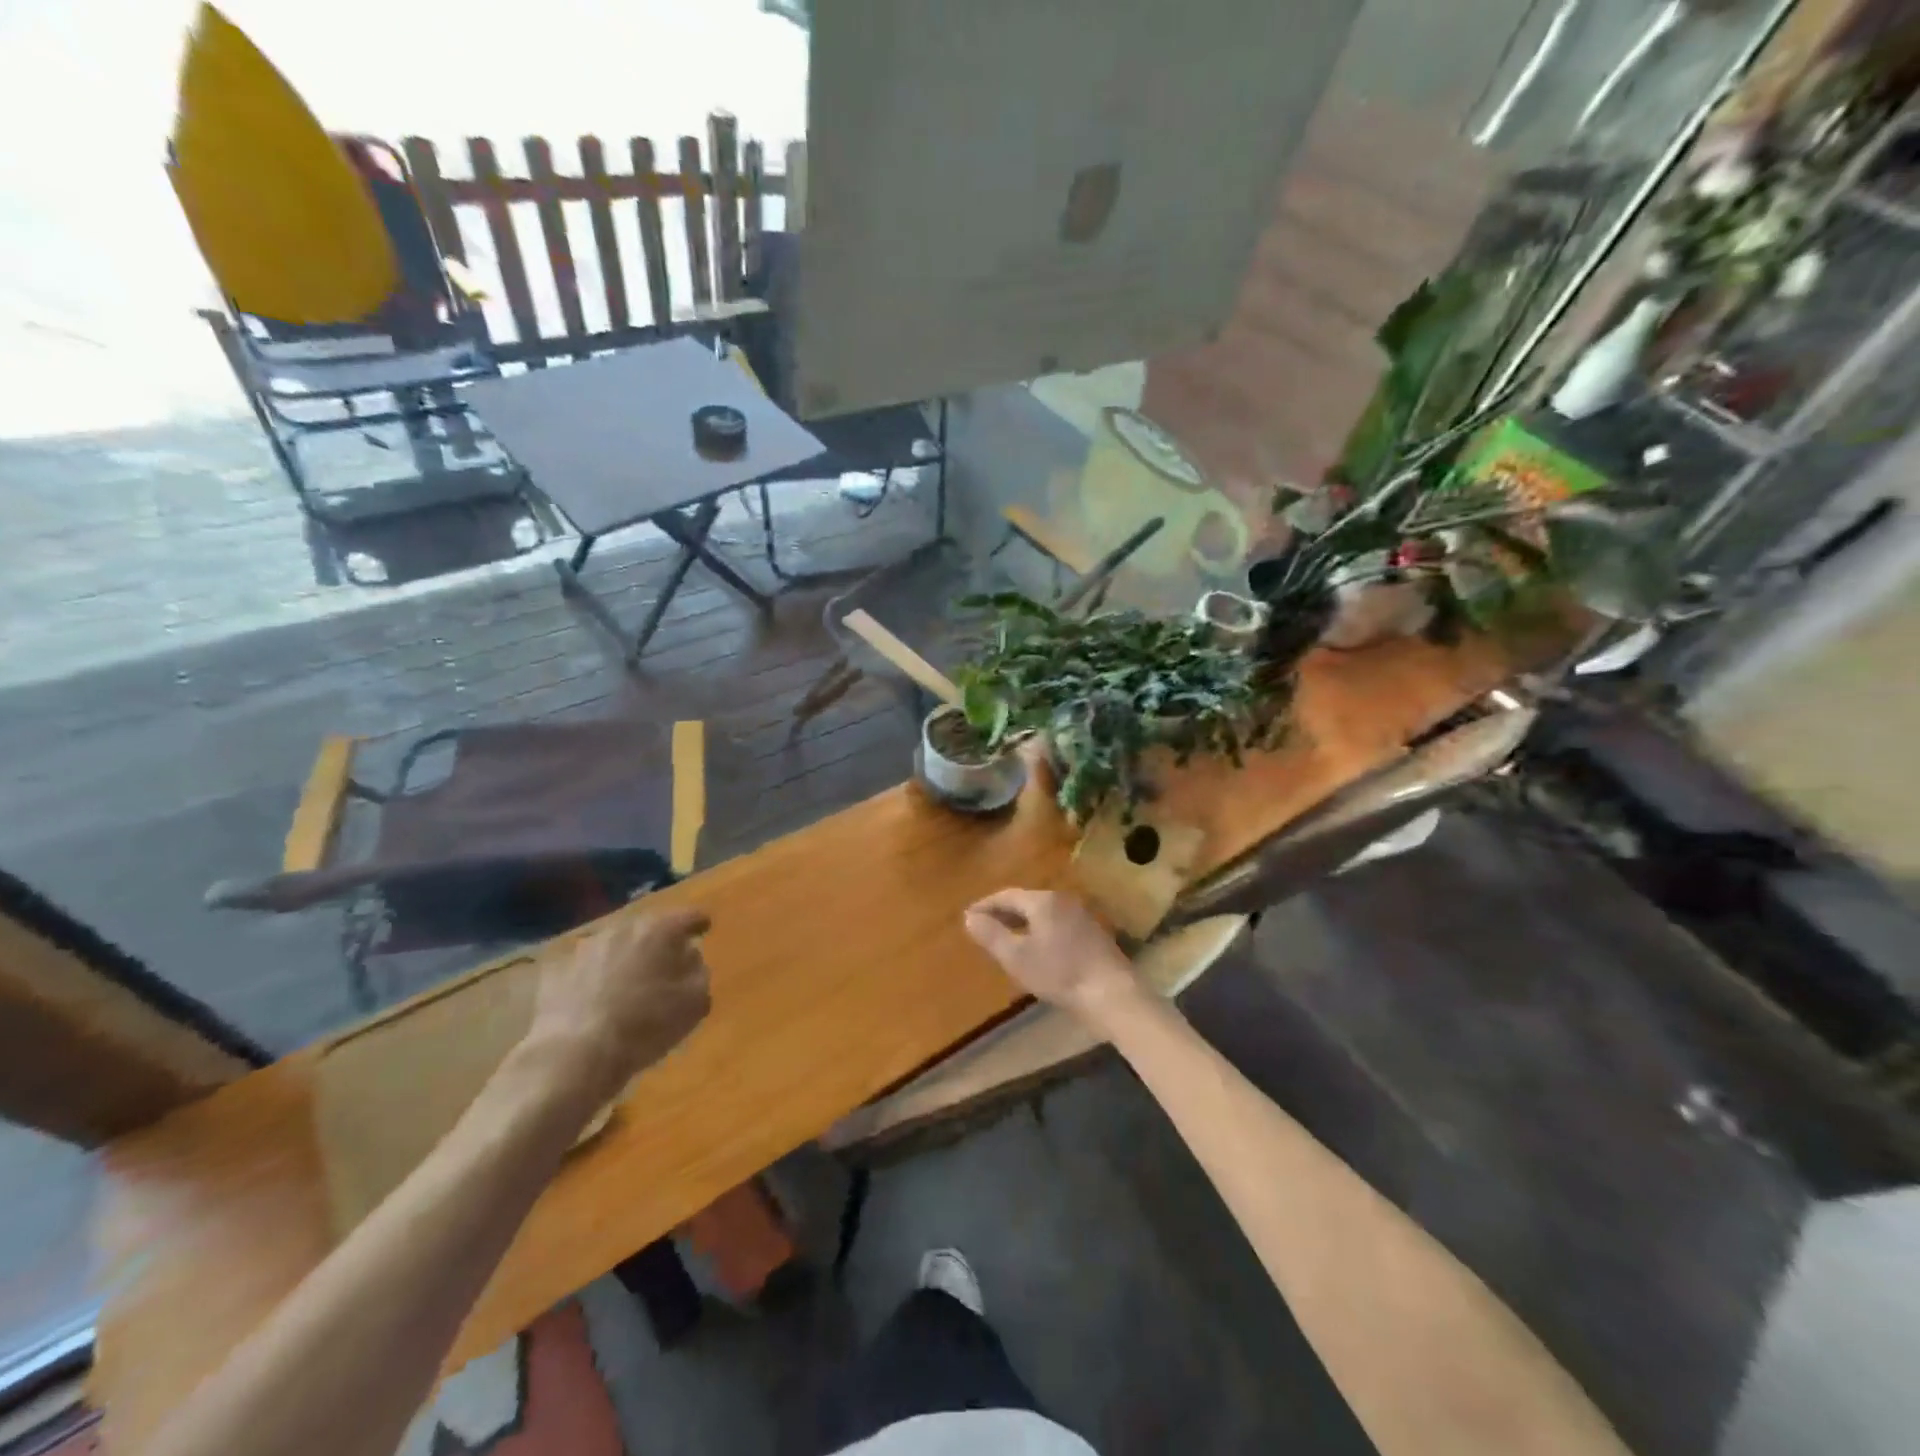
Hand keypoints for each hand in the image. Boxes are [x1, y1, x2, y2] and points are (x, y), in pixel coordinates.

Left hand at [525, 906, 712, 1105]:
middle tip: (667, 960)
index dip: (699, 923)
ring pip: (614, 945)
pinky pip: (585, 967)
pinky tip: (595, 998)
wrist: (575, 1055)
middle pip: (648, 928)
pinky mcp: (556, 971)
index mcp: (660, 931)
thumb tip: (690, 957)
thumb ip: (699, 971)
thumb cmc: (647, 1025)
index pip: (688, 916)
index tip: (704, 929)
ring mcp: (585, 948)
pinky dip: (594, 976)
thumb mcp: (695, 1002)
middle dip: (659, 941)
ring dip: (625, 957)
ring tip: (629, 981)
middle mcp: (622, 929)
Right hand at [963, 889, 1142, 1027]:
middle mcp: (1062, 900)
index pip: (1006, 895)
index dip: (985, 905)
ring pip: (1042, 913)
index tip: (968, 916)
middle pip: (1026, 902)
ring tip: (1006, 939)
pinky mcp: (1092, 933)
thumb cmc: (1059, 973)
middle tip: (984, 927)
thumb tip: (969, 917)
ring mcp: (1081, 916)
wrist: (1111, 994)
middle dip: (1003, 913)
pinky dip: (1039, 931)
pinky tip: (1036, 950)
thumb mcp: (1017, 957)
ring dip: (1021, 923)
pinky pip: (1056, 924)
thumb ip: (991, 935)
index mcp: (1043, 901)